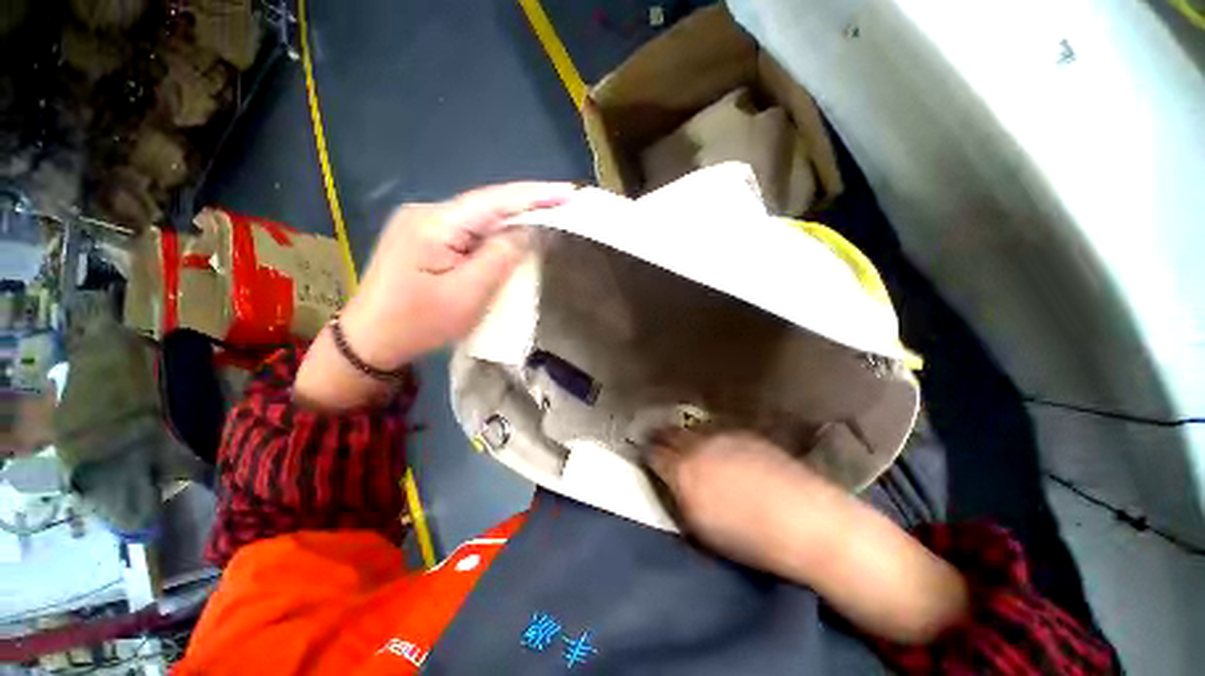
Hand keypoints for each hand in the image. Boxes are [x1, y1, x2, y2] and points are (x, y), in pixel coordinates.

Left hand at [340, 182, 575, 368]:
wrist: (370, 340)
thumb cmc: (419, 322)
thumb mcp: (467, 294)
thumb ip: (500, 257)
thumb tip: (528, 231)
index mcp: (435, 223)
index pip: (494, 201)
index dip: (534, 196)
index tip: (567, 193)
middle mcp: (427, 212)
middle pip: (487, 205)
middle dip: (526, 205)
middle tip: (563, 205)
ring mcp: (422, 223)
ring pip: (478, 217)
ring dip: (511, 218)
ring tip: (545, 216)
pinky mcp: (423, 237)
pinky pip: (468, 229)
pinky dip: (493, 232)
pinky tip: (510, 235)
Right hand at [647, 430, 833, 573]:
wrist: (805, 520)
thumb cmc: (748, 538)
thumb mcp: (699, 527)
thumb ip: (678, 496)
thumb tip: (670, 480)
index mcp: (682, 470)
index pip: (653, 452)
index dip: (646, 452)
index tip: (643, 454)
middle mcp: (698, 445)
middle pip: (669, 432)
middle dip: (660, 435)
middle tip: (656, 440)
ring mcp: (723, 435)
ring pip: (693, 428)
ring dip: (684, 434)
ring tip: (684, 440)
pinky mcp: (745, 433)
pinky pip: (717, 429)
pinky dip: (709, 435)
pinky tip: (716, 445)